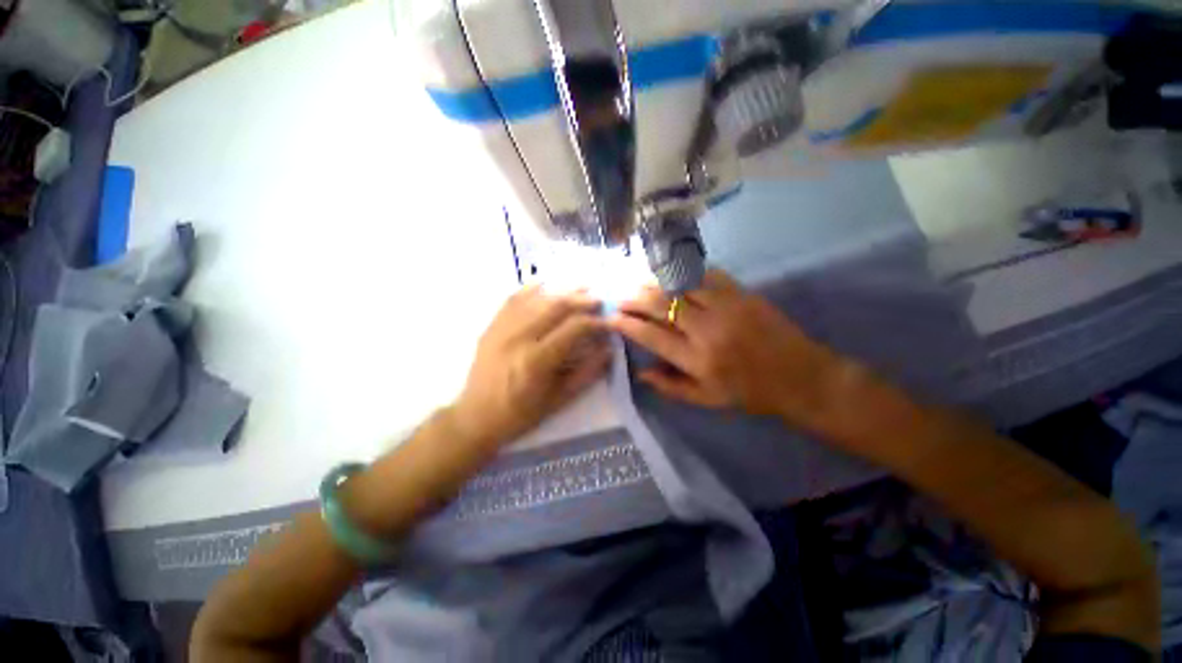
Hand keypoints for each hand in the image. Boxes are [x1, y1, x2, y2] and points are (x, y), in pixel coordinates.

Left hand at [453, 286, 611, 445]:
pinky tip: (544, 283)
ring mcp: (502, 329)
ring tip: (580, 289)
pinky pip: (512, 299)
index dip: (595, 322)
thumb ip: (586, 374)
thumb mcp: (558, 400)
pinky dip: (530, 289)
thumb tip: (608, 350)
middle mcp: (519, 338)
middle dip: (582, 300)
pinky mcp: (492, 327)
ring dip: (561, 291)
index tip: (609, 322)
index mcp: (537, 360)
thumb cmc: (521, 414)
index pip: (573, 328)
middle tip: (599, 300)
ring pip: (536, 299)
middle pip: (556, 307)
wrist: (476, 417)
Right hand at [610, 270, 847, 425]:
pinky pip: (706, 274)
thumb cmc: (751, 394)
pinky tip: (672, 275)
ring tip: (638, 282)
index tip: (611, 317)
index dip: (627, 324)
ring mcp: (727, 306)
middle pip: (661, 303)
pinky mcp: (742, 293)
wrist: (802, 377)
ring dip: (654, 282)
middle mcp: (708, 329)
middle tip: (620, 295)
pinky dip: (684, 273)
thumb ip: (670, 386)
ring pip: (680, 284)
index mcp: (698, 360)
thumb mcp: (708, 400)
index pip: (651, 335)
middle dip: (634, 297)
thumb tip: (640, 372)